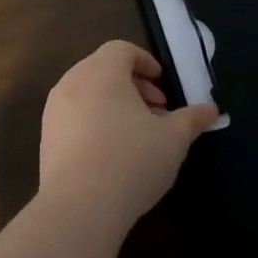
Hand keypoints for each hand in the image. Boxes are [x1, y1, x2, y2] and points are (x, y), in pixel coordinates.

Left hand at [39, 41, 220, 234]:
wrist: (79, 207)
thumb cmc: (131, 160)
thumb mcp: (174, 139)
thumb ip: (192, 118)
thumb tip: (211, 109)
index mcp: (102, 71)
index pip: (122, 49)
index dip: (146, 62)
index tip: (163, 86)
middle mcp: (73, 81)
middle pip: (103, 69)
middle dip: (133, 86)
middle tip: (156, 112)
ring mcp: (54, 110)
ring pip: (88, 94)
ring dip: (114, 105)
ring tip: (137, 136)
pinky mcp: (45, 138)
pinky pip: (74, 117)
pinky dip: (94, 123)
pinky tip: (112, 156)